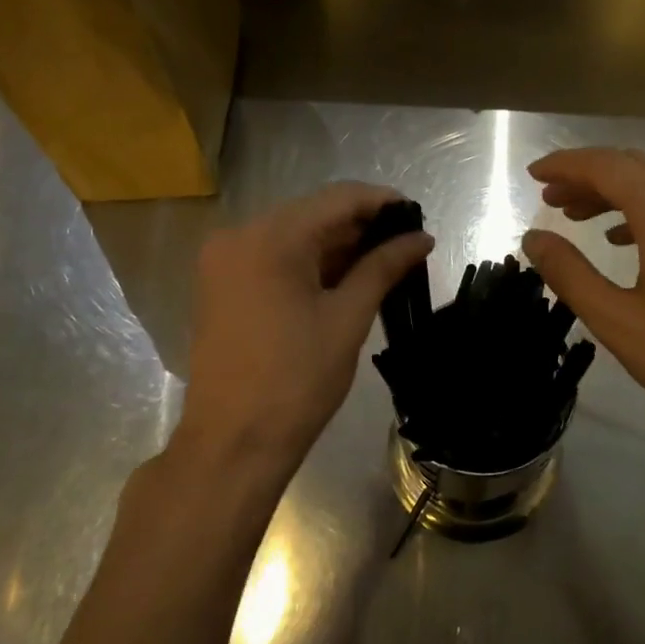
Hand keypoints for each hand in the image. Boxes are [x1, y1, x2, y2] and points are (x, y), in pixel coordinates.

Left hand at [167, 182, 432, 487]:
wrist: (233, 444)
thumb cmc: (296, 381)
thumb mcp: (347, 318)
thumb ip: (383, 267)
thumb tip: (422, 238)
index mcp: (268, 238)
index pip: (337, 199)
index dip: (382, 202)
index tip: (417, 217)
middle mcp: (239, 237)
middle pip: (312, 215)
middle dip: (361, 227)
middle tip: (407, 246)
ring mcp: (225, 262)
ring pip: (294, 238)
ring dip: (338, 247)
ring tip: (386, 263)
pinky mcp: (222, 287)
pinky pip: (275, 260)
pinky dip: (311, 265)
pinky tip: (347, 278)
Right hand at [520, 148, 644, 452]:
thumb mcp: (617, 321)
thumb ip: (570, 274)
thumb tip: (533, 239)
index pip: (607, 166)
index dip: (565, 165)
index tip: (532, 176)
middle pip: (633, 166)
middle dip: (586, 176)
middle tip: (548, 199)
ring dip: (613, 192)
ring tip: (575, 216)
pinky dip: (641, 209)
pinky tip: (620, 239)